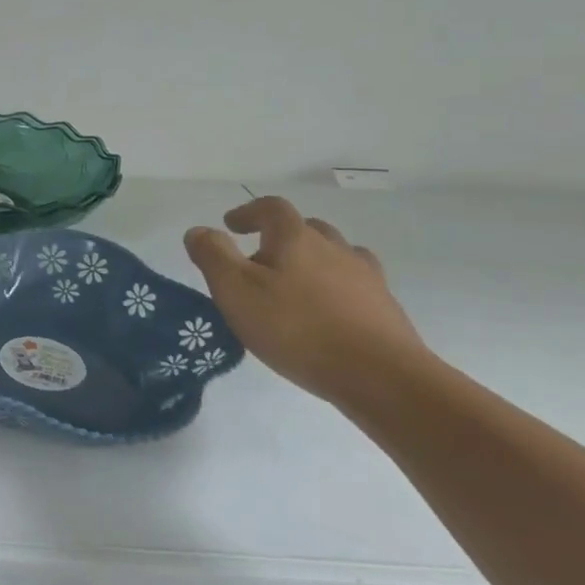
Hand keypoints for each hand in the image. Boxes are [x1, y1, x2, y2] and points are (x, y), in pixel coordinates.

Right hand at [184, 196, 427, 404]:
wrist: (379, 375)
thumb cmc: (295, 327)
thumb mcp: (235, 290)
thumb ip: (212, 255)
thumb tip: (199, 231)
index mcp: (296, 238)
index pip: (272, 208)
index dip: (249, 212)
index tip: (231, 226)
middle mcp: (334, 248)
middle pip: (306, 229)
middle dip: (279, 237)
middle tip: (258, 261)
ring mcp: (366, 278)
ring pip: (336, 256)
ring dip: (312, 262)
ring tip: (293, 287)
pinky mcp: (385, 308)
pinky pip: (355, 286)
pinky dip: (336, 289)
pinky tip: (326, 314)